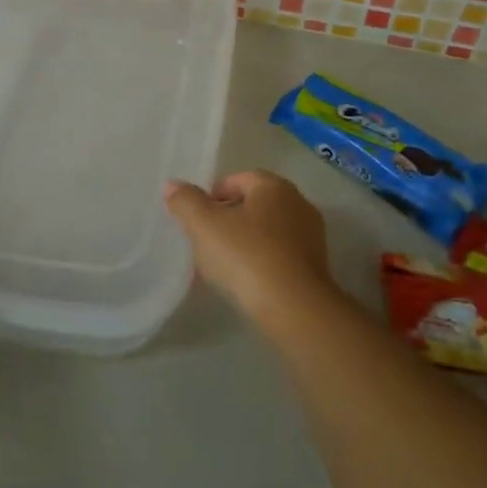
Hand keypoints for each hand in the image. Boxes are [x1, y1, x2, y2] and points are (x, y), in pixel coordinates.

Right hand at [164, 171, 333, 314]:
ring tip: (221, 267)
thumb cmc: (246, 256)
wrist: (294, 308)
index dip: (213, 195)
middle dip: (228, 220)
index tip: (196, 219)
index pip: (239, 179)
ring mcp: (311, 237)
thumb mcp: (204, 226)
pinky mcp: (315, 267)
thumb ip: (186, 202)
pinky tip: (245, 283)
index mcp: (274, 186)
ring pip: (267, 232)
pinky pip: (279, 256)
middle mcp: (298, 204)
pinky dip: (261, 263)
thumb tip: (172, 185)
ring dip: (244, 243)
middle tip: (205, 242)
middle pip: (254, 205)